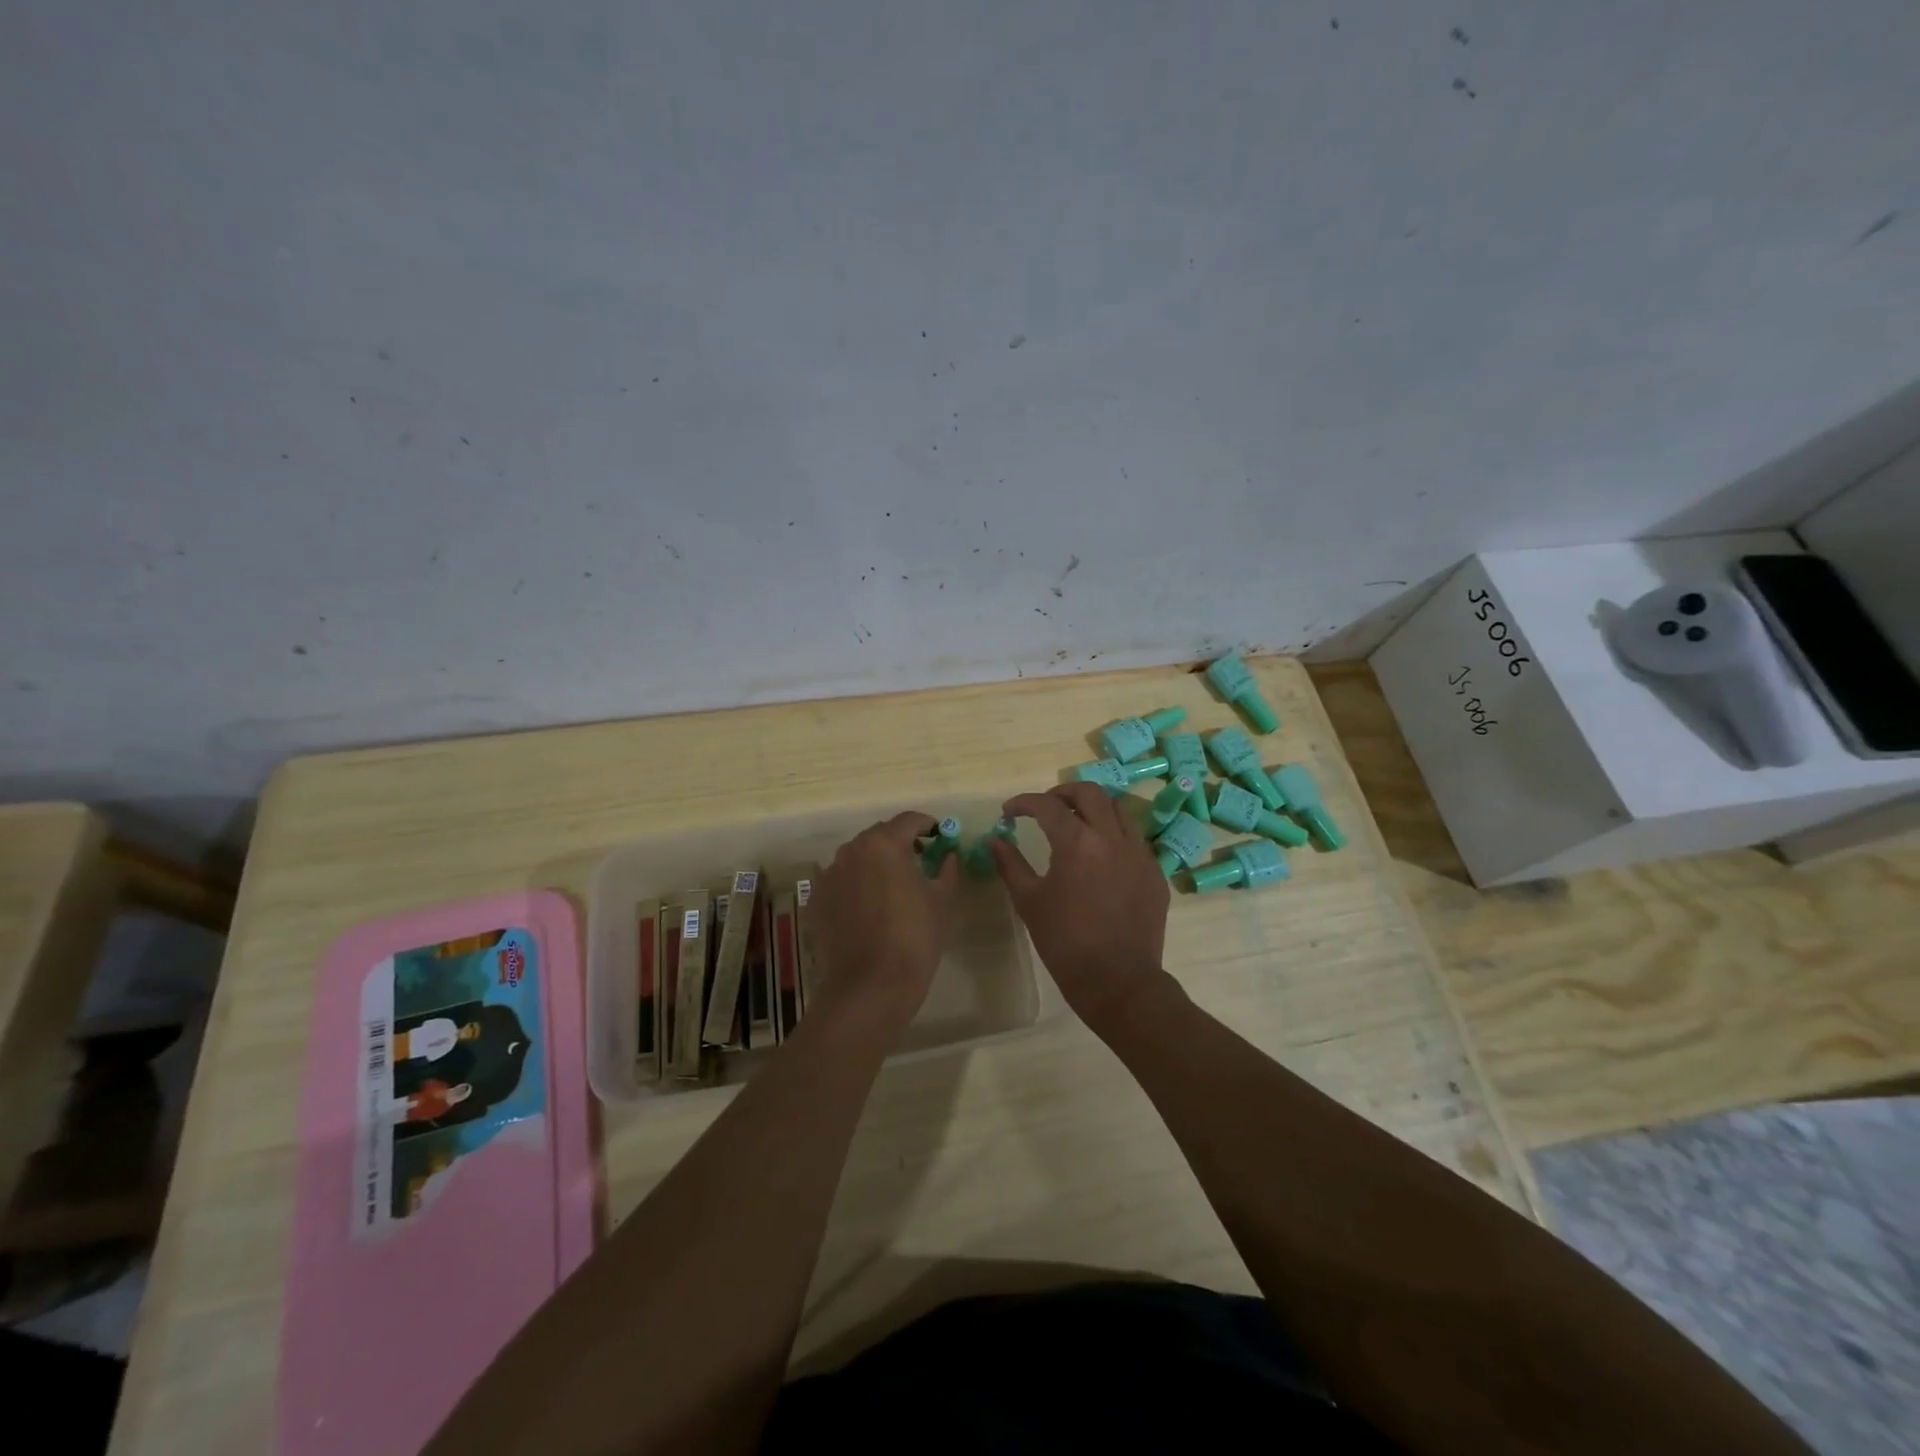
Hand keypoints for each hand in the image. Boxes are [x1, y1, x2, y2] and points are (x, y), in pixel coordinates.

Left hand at [809, 812, 961, 1034]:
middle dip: (901, 843)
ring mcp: (829, 875)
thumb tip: (949, 855)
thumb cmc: (914, 938)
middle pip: (881, 836)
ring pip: (859, 858)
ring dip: (877, 864)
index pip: (910, 820)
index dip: (929, 826)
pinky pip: (842, 881)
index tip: (941, 838)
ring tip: (894, 887)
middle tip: (921, 862)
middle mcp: (851, 850)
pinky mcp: (817, 900)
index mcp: (883, 844)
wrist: (870, 986)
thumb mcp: (943, 900)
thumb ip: (948, 868)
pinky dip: (857, 885)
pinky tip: (870, 908)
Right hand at [989, 784, 1170, 1030]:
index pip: (1047, 805)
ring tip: (1075, 823)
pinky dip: (1113, 835)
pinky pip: (1134, 839)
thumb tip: (993, 840)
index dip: (1024, 803)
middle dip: (1063, 792)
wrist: (1118, 981)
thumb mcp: (1029, 901)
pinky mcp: (1155, 872)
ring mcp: (1139, 853)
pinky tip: (1100, 856)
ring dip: (1093, 808)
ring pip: (1118, 810)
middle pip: (1090, 792)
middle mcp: (1112, 838)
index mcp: (1077, 843)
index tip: (1010, 812)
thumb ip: (1010, 864)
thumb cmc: (1065, 943)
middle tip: (1045, 806)